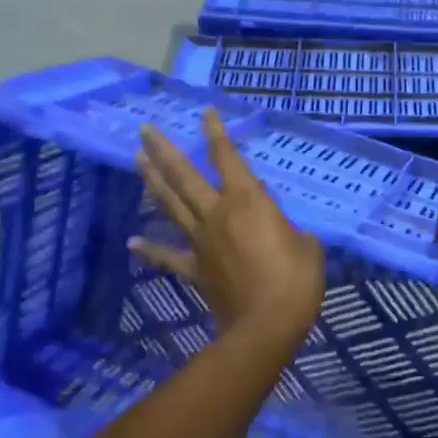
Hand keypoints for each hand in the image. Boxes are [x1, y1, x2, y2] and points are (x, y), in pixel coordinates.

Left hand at [130, 109, 325, 347]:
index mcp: (247, 201)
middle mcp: (217, 213)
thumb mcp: (306, 243)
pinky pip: (168, 256)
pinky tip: (132, 242)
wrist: (267, 325)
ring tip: (136, 161)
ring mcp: (201, 241)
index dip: (216, 133)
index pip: (227, 158)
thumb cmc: (295, 280)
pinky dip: (149, 249)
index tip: (204, 112)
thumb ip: (286, 227)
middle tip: (143, 130)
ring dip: (152, 182)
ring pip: (171, 205)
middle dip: (163, 150)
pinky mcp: (194, 270)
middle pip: (184, 176)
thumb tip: (274, 224)